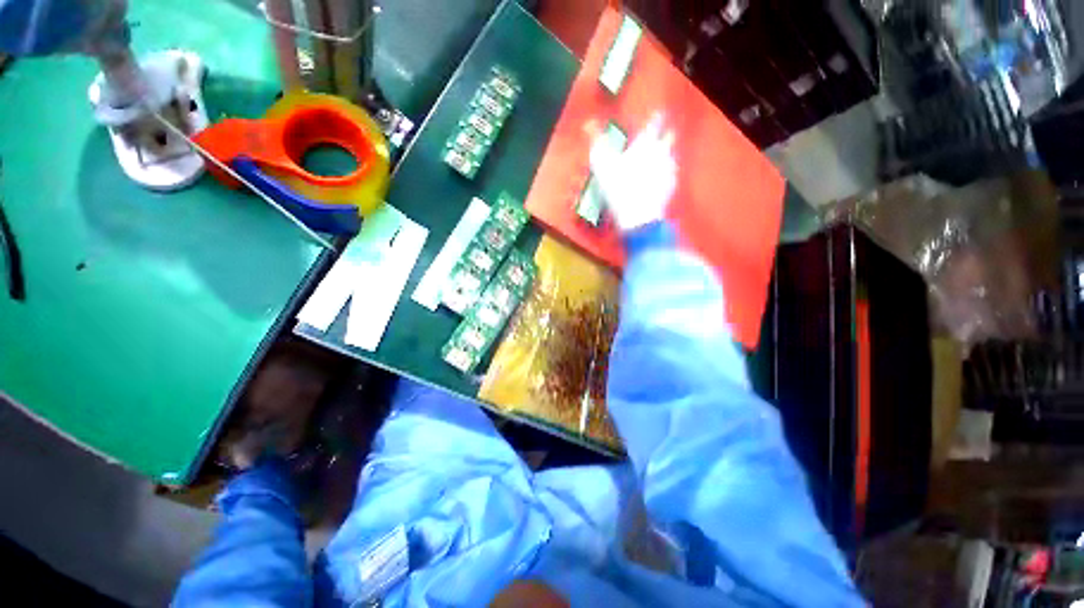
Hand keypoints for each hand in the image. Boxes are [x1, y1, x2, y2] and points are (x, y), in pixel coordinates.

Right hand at [589, 114, 676, 232]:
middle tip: (655, 140)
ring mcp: (668, 169)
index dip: (654, 118)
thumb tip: (588, 124)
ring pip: (669, 156)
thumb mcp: (601, 164)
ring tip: (652, 163)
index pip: (654, 122)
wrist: (637, 214)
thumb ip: (597, 142)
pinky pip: (669, 175)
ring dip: (662, 156)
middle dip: (663, 135)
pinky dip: (662, 175)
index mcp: (645, 143)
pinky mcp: (671, 185)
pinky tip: (654, 181)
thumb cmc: (618, 187)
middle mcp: (661, 152)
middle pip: (668, 137)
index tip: (654, 117)